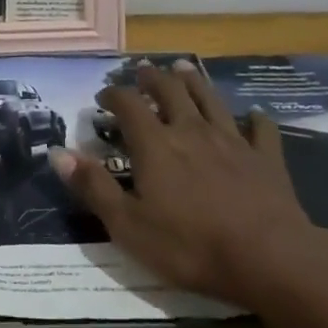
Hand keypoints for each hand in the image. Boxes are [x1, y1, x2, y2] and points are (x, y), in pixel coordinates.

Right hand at [50, 60, 316, 306]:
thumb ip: (93, 187)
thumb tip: (57, 153)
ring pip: (210, 99)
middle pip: (170, 90)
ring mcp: (232, 141)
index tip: (103, 96)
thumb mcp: (128, 226)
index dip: (113, 94)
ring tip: (183, 68)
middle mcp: (191, 131)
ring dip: (194, 81)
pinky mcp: (266, 158)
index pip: (128, 104)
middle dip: (153, 77)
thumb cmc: (190, 246)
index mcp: (155, 144)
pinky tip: (253, 115)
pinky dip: (254, 119)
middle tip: (142, 71)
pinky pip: (261, 129)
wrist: (270, 258)